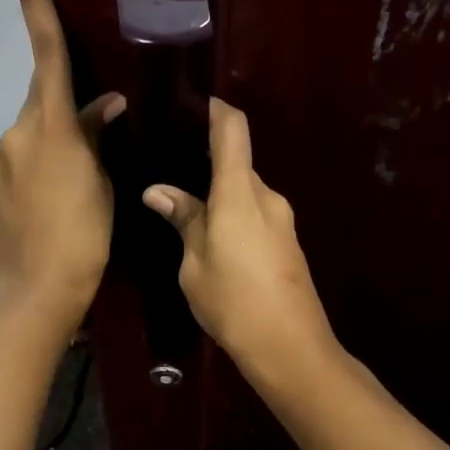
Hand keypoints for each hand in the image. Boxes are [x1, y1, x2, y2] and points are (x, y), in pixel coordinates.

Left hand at [0, 0, 124, 332]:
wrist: (35, 290)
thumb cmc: (82, 236)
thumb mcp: (101, 184)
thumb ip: (96, 138)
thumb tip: (104, 106)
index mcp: (49, 127)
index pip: (47, 53)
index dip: (36, 4)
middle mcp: (14, 135)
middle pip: (43, 104)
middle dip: (66, 114)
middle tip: (94, 147)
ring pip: (31, 139)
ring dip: (53, 151)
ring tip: (75, 193)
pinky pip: (16, 168)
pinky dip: (36, 176)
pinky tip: (50, 209)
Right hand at [142, 98, 336, 378]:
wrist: (291, 347)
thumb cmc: (233, 302)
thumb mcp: (194, 264)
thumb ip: (183, 221)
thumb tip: (158, 192)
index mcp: (240, 193)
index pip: (233, 130)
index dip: (216, 109)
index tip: (193, 102)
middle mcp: (267, 197)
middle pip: (237, 164)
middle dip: (207, 163)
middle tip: (171, 171)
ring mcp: (282, 220)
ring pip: (245, 192)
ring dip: (219, 195)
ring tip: (185, 208)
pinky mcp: (287, 242)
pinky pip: (255, 214)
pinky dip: (233, 215)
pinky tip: (212, 238)